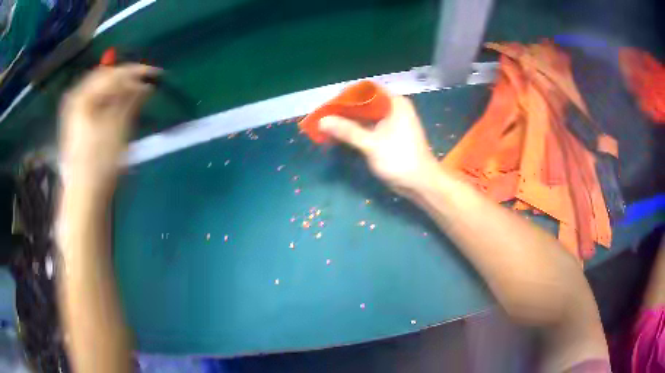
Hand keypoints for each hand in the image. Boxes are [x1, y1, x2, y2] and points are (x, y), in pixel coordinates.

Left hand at [59, 64, 159, 192]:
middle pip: (105, 78)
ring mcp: (75, 113)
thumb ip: (130, 99)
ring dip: (119, 90)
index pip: (113, 73)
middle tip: (147, 83)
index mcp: (83, 96)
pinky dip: (111, 102)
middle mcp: (77, 99)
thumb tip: (145, 84)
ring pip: (101, 91)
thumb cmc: (99, 162)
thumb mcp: (117, 127)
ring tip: (136, 95)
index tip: (156, 75)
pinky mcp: (78, 126)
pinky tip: (121, 107)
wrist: (84, 196)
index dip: (135, 72)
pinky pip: (97, 103)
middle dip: (126, 79)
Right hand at [320, 95, 438, 194]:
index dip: (348, 94)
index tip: (330, 103)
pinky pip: (369, 127)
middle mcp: (394, 108)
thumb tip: (322, 121)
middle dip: (346, 109)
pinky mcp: (389, 135)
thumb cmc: (400, 159)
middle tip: (325, 116)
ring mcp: (392, 122)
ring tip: (328, 126)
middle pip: (365, 102)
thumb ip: (347, 131)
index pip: (367, 90)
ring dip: (349, 121)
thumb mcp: (372, 144)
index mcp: (395, 103)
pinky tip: (340, 136)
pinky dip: (356, 130)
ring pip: (366, 116)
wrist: (420, 184)